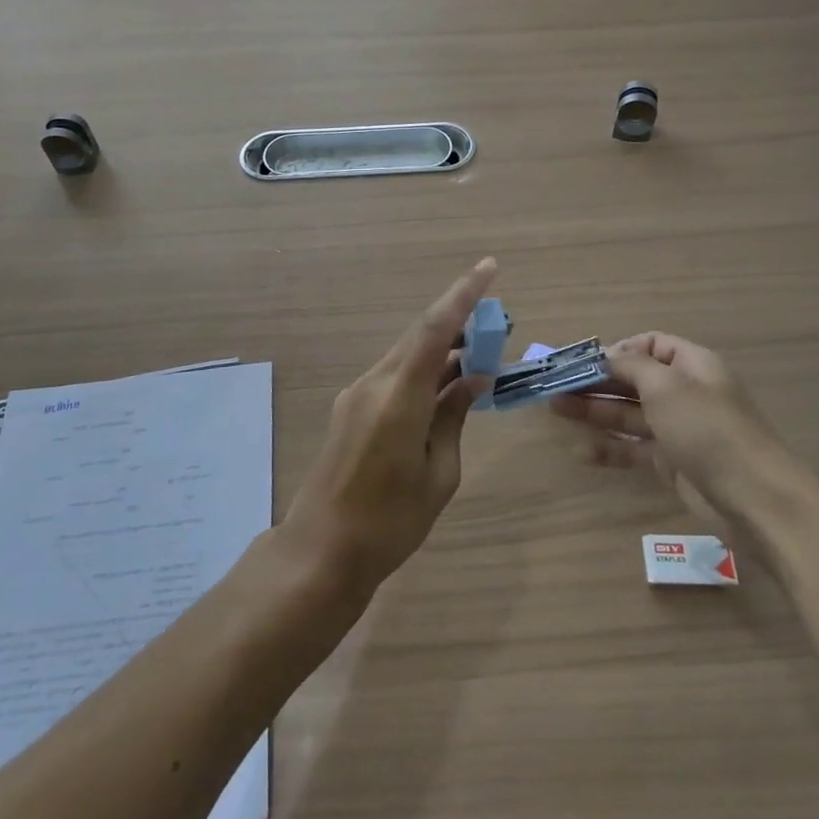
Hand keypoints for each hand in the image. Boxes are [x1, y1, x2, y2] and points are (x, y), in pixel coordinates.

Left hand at [282, 258, 497, 598]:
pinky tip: (447, 386)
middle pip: (420, 336)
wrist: (321, 550)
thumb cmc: (390, 522)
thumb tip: (472, 380)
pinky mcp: (351, 407)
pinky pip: (395, 375)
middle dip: (459, 322)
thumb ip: (454, 417)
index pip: (434, 329)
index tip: (489, 267)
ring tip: (480, 356)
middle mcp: (374, 383)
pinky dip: (424, 370)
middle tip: (497, 324)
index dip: (463, 295)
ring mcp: (357, 394)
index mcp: (399, 397)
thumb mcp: (438, 473)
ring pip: (407, 354)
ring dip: (442, 349)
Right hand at [551, 332, 779, 520]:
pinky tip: (581, 452)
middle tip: (556, 386)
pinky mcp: (672, 463)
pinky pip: (634, 449)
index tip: (586, 363)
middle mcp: (685, 393)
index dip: (618, 350)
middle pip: (634, 380)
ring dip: (594, 410)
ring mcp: (678, 430)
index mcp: (692, 365)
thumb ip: (631, 366)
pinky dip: (609, 448)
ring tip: (555, 409)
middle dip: (596, 381)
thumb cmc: (708, 429)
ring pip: (629, 414)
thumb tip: (607, 357)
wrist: (755, 499)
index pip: (651, 345)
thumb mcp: (667, 386)